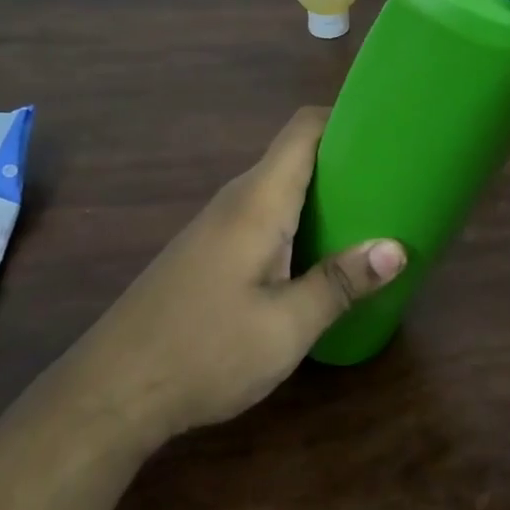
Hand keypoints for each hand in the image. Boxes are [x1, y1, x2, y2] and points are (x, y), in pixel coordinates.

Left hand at [73, 107, 404, 442]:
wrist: (113, 390)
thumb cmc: (205, 351)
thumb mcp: (285, 327)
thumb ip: (340, 283)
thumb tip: (397, 248)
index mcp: (258, 201)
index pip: (303, 129)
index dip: (345, 118)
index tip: (388, 131)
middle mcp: (237, 199)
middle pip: (296, 155)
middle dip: (345, 161)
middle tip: (393, 182)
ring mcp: (218, 224)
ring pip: (280, 187)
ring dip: (323, 194)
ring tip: (370, 216)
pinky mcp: (209, 249)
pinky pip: (264, 214)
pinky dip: (299, 219)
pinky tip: (319, 255)